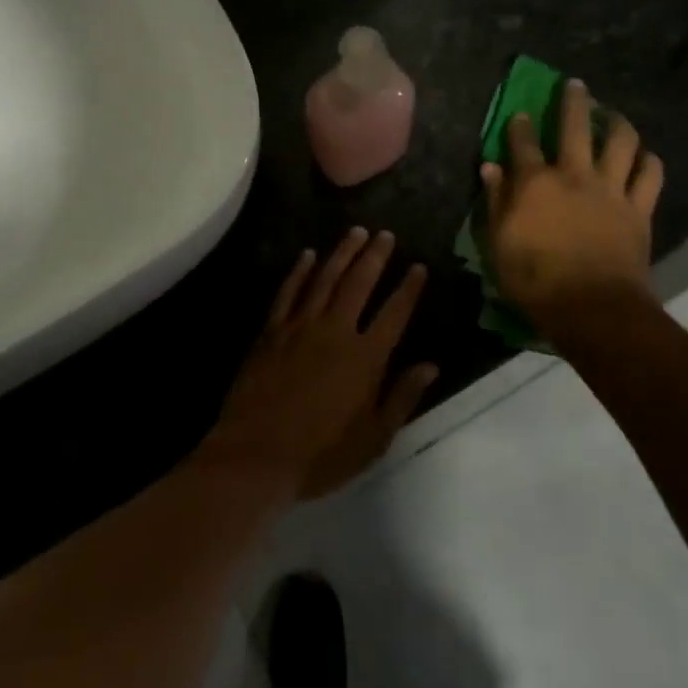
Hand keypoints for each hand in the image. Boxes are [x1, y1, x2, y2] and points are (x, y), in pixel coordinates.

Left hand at [205, 228, 437, 499]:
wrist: (257, 455)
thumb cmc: (321, 455)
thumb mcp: (374, 438)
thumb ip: (402, 397)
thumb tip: (430, 366)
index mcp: (366, 357)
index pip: (395, 313)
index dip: (409, 289)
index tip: (419, 267)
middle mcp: (335, 331)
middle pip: (359, 284)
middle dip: (375, 256)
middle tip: (385, 234)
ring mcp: (300, 327)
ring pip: (325, 279)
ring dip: (342, 253)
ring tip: (356, 232)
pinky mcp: (271, 331)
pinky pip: (288, 292)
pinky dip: (300, 271)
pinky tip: (308, 255)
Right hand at [481, 78, 664, 329]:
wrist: (592, 307)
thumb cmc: (534, 279)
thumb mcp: (498, 243)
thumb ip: (495, 202)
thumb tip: (491, 168)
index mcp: (535, 182)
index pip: (523, 143)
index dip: (519, 126)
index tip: (519, 114)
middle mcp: (574, 175)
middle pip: (576, 126)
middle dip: (573, 102)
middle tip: (575, 85)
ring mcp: (610, 189)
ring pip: (621, 142)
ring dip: (617, 122)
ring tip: (613, 114)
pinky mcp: (638, 208)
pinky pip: (650, 175)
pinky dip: (649, 161)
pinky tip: (645, 156)